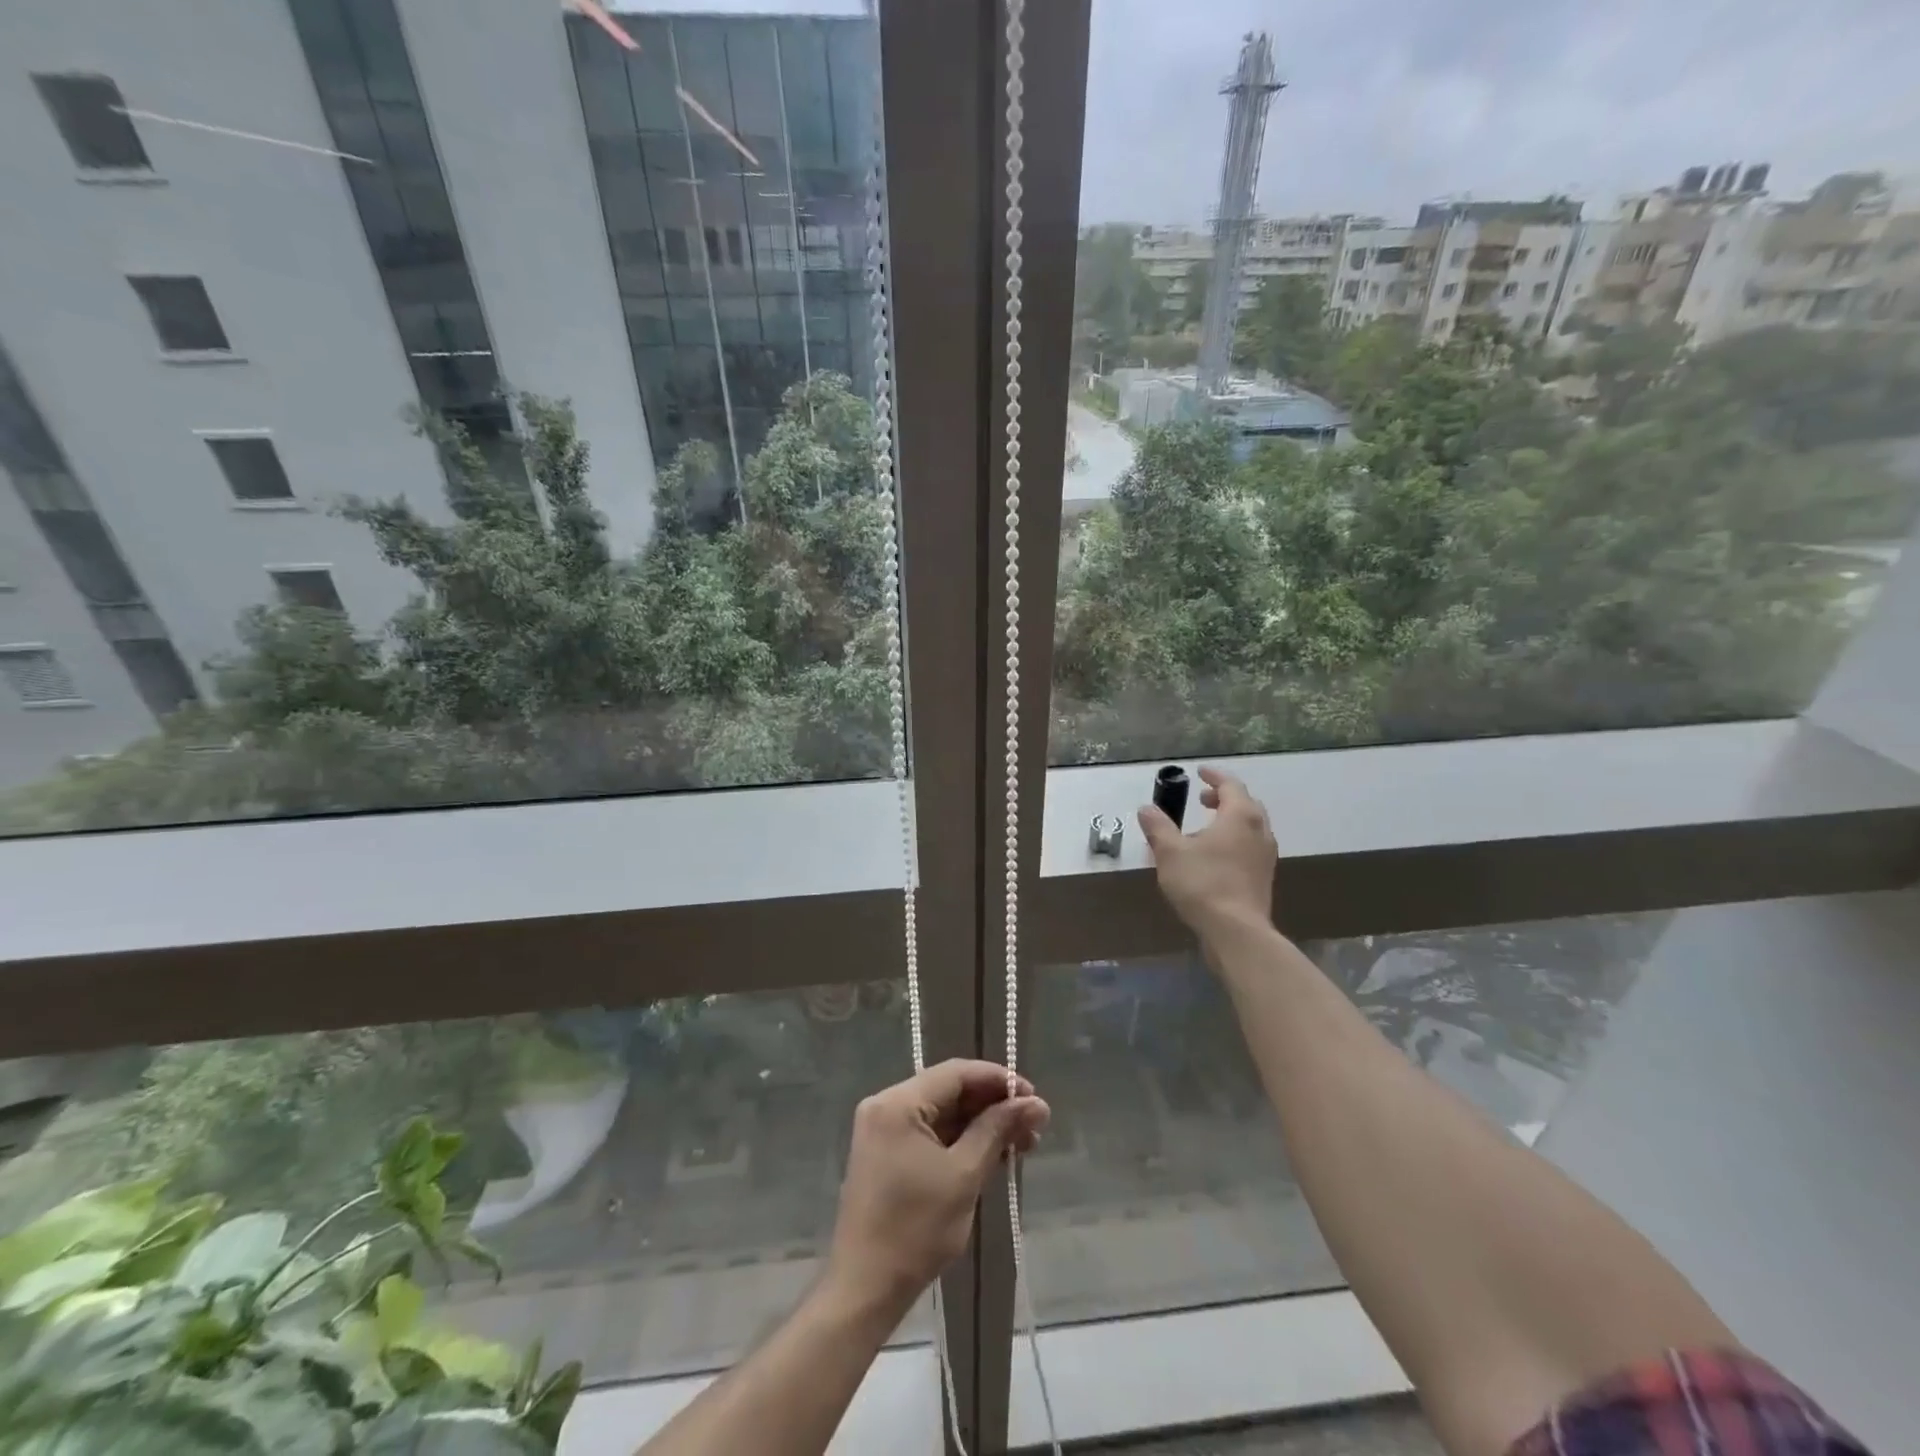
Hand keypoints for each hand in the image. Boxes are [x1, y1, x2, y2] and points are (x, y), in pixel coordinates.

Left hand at [826, 1060, 1048, 1317]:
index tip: (1033, 1098)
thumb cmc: (915, 1229)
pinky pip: (930, 1133)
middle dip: (993, 1106)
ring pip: (942, 1113)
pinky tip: (992, 1156)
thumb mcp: (964, 1175)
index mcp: (898, 1102)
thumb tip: (1036, 1103)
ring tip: (1021, 1145)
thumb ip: (998, 1131)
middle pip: (949, 1091)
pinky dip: (961, 1141)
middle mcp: (886, 1105)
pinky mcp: (886, 1154)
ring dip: (981, 1126)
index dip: (998, 1080)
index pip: (956, 1073)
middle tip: (1033, 1127)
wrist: (864, 1290)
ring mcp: (883, 1130)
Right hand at [1138, 766, 1277, 937]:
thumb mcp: (1170, 852)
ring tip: (1205, 828)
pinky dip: (1234, 840)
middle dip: (1224, 798)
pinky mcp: (1263, 877)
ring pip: (1250, 827)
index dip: (1214, 776)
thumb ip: (1158, 827)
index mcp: (1240, 816)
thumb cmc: (1203, 883)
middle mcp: (1259, 830)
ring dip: (1230, 820)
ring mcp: (1265, 855)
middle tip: (1202, 799)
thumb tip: (1146, 809)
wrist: (1236, 931)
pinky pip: (1250, 846)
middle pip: (1245, 804)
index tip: (1200, 772)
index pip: (1230, 785)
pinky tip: (1214, 856)